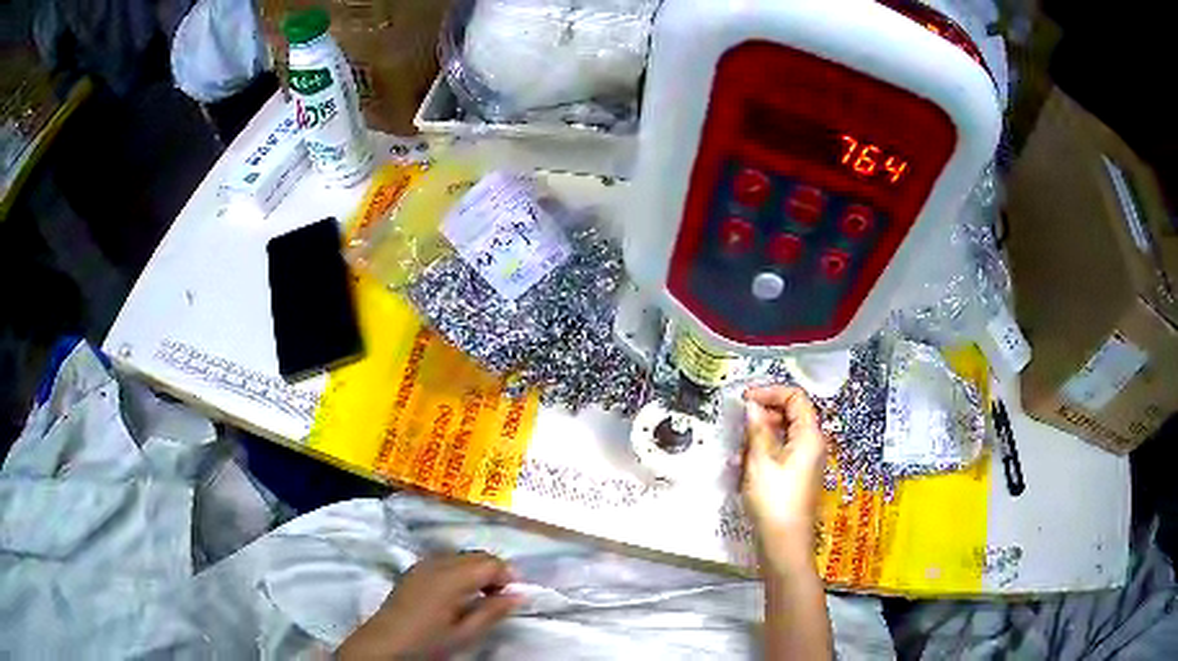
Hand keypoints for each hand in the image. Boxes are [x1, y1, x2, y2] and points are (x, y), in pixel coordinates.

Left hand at [338, 552, 522, 659]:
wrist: (384, 643)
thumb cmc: (427, 641)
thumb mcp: (465, 634)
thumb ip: (492, 612)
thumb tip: (518, 595)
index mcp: (452, 577)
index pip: (490, 563)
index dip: (508, 576)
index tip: (514, 596)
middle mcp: (437, 562)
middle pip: (476, 555)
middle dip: (494, 571)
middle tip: (500, 598)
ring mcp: (423, 564)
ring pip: (461, 556)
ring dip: (476, 570)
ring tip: (481, 597)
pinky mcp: (414, 570)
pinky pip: (445, 561)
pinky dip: (460, 571)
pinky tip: (458, 594)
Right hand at [741, 386, 828, 572]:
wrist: (784, 541)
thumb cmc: (774, 499)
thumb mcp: (760, 461)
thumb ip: (757, 429)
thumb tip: (752, 406)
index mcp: (809, 435)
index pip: (795, 397)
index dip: (770, 392)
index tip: (745, 399)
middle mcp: (812, 444)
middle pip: (790, 415)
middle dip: (763, 416)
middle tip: (739, 425)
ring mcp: (805, 462)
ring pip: (783, 436)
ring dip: (758, 437)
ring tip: (737, 452)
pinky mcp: (796, 477)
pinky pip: (780, 454)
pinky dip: (762, 454)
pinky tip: (741, 468)